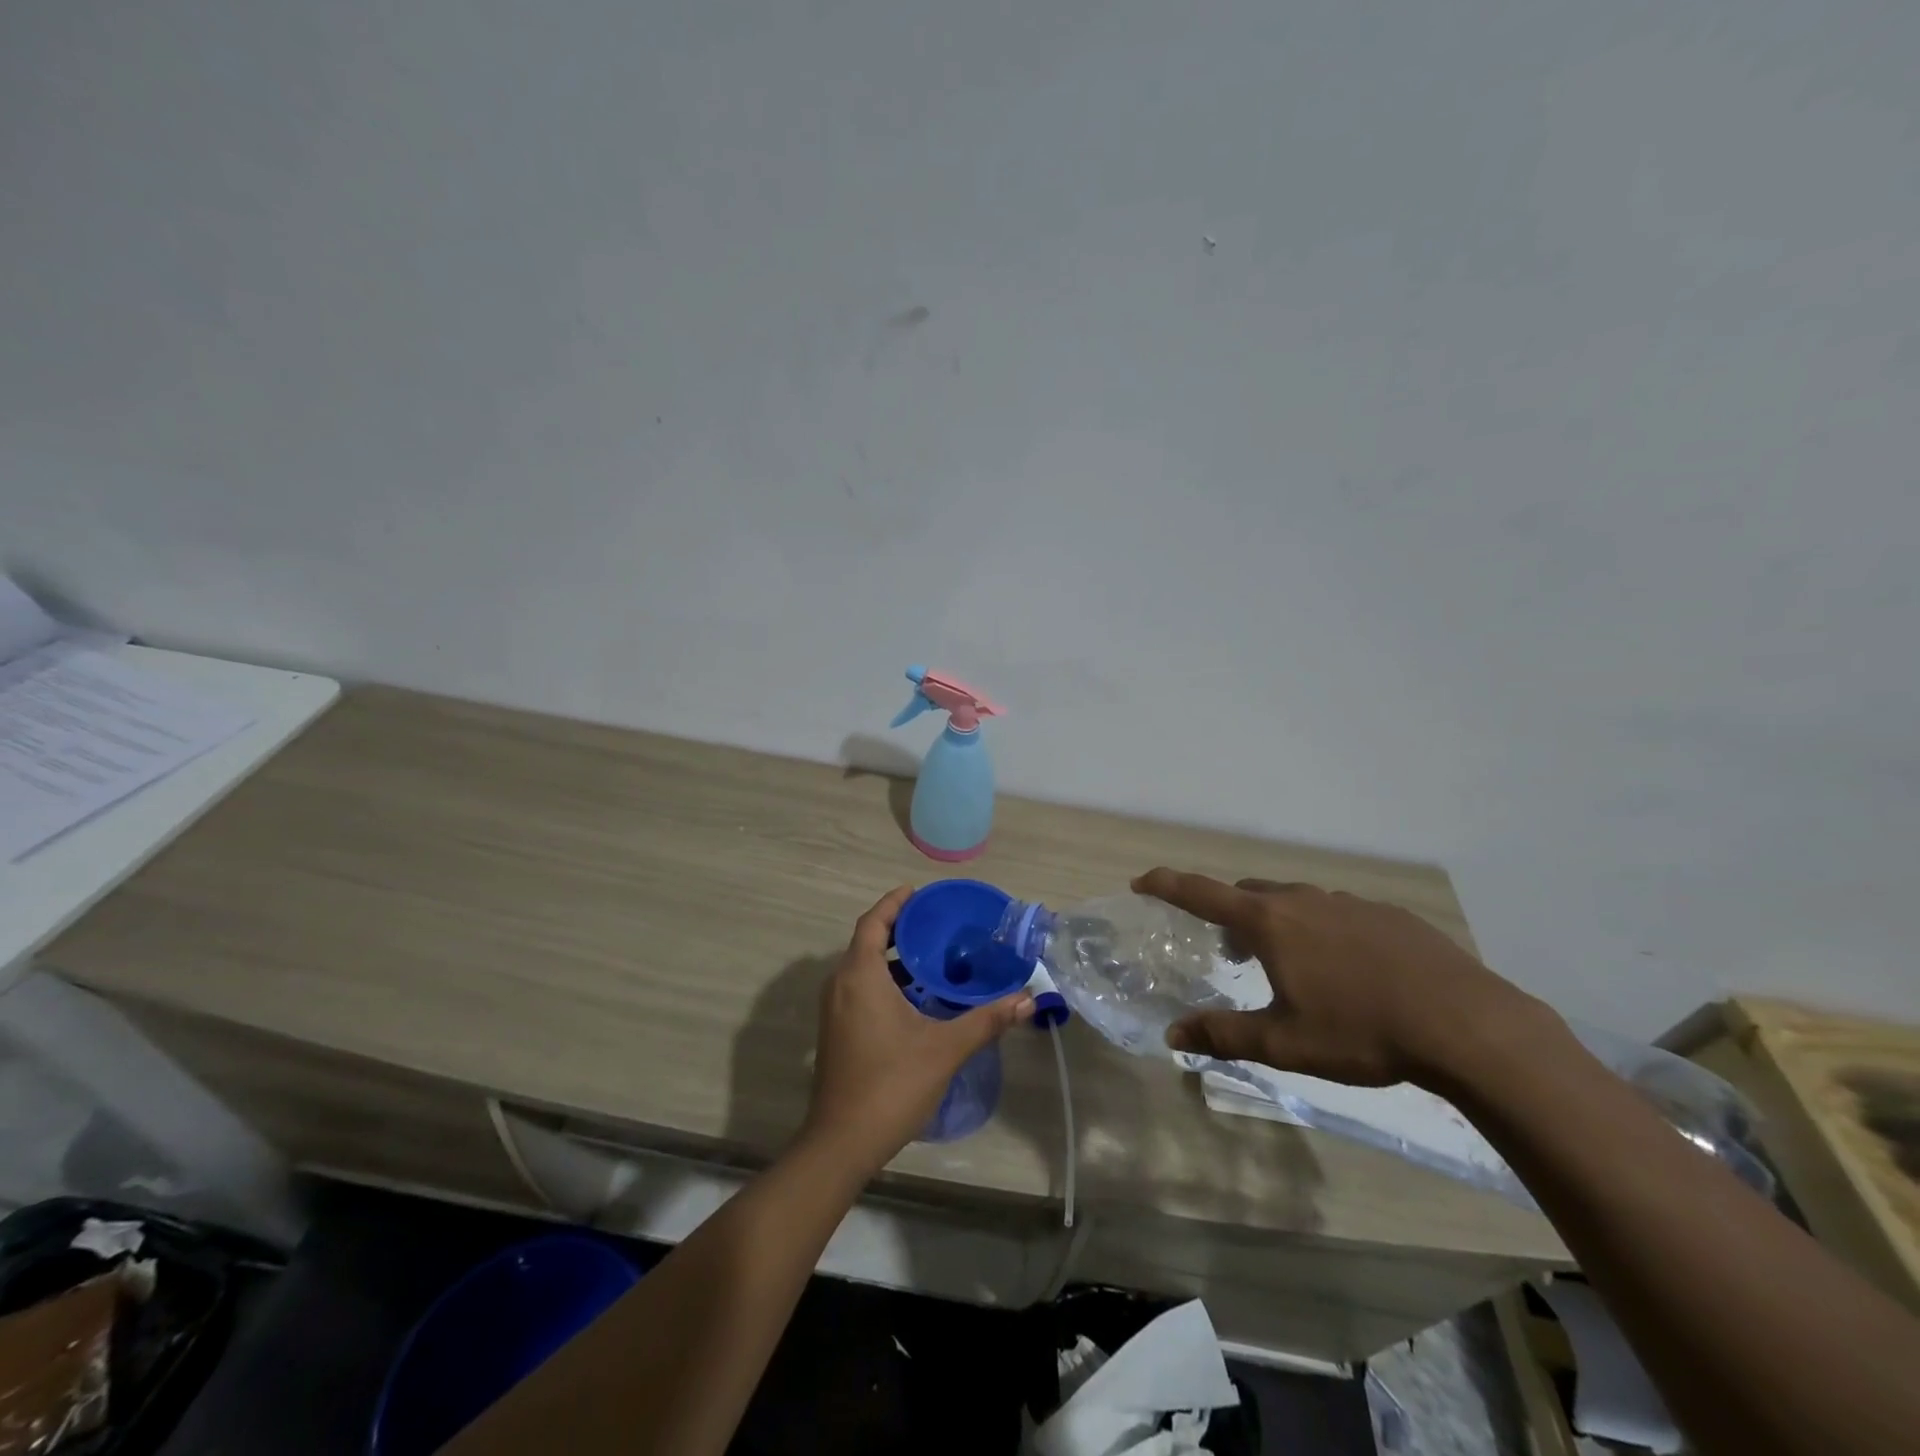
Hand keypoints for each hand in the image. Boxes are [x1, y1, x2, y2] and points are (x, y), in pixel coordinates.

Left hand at [801, 887, 1033, 1173]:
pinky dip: (884, 980)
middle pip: (867, 940)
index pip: (873, 922)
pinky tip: (917, 997)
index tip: (920, 892)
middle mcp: (841, 984)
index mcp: (860, 976)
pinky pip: (859, 987)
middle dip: (900, 928)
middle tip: (937, 924)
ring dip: (893, 957)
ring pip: (863, 967)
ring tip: (933, 957)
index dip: (894, 903)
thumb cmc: (891, 1084)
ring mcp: (834, 1009)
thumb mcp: (945, 1049)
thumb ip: (986, 1020)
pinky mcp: (836, 1030)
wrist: (842, 1142)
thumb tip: (1028, 999)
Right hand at [1133, 868, 1550, 1089]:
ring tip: (1287, 963)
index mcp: (1270, 923)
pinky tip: (1346, 969)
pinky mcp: (1388, 914)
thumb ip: (1224, 1035)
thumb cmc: (1361, 1032)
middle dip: (1228, 914)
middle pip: (1248, 895)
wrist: (1466, 1024)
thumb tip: (1172, 1035)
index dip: (1167, 884)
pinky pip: (1336, 913)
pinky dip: (1320, 930)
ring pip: (1294, 901)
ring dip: (1276, 922)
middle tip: (1228, 951)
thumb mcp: (1284, 1043)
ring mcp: (1348, 902)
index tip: (1142, 882)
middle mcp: (1303, 900)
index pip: (1202, 893)